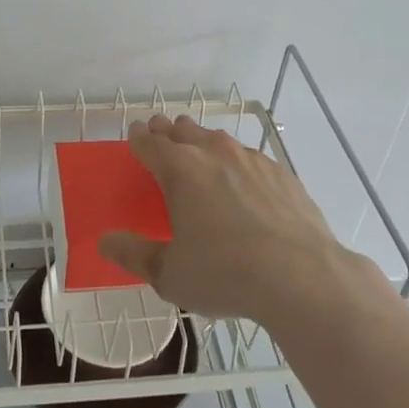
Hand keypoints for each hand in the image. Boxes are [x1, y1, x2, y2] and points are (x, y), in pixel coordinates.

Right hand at [99, 114, 367, 325]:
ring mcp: (250, 159)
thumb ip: (134, 254)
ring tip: (200, 158)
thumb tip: (105, 240)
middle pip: (182, 130)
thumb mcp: (170, 274)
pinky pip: (248, 157)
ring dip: (202, 143)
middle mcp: (212, 152)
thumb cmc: (226, 274)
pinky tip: (242, 184)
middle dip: (168, 132)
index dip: (139, 137)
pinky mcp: (280, 172)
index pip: (150, 142)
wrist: (302, 277)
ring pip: (217, 139)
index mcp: (179, 169)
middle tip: (162, 140)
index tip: (135, 136)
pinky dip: (236, 163)